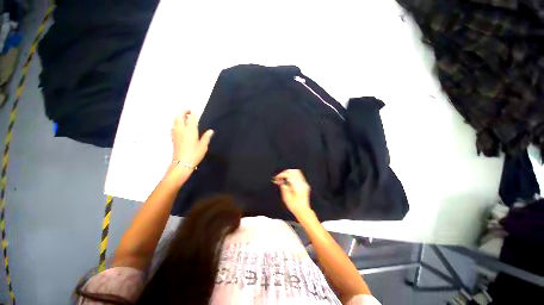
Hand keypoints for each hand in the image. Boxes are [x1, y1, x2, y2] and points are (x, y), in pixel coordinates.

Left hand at [171, 111, 213, 166]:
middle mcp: (181, 129)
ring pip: (175, 120)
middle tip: (190, 112)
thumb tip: (211, 131)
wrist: (182, 163)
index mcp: (190, 130)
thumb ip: (207, 137)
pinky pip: (174, 126)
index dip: (194, 113)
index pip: (191, 118)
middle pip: (179, 116)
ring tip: (186, 118)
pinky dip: (177, 123)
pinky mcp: (173, 137)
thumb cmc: (194, 154)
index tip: (198, 111)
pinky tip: (182, 127)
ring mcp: (175, 133)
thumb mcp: (203, 145)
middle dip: (184, 111)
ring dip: (180, 116)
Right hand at [274, 169, 311, 215]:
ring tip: (283, 179)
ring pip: (296, 172)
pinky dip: (292, 176)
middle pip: (293, 171)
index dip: (281, 175)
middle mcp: (301, 182)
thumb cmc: (295, 206)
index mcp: (297, 185)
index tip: (277, 178)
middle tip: (279, 178)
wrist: (303, 211)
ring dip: (288, 174)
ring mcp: (304, 183)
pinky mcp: (304, 185)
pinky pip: (298, 176)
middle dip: (285, 173)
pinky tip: (288, 181)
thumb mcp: (286, 197)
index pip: (288, 174)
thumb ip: (283, 187)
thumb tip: (280, 181)